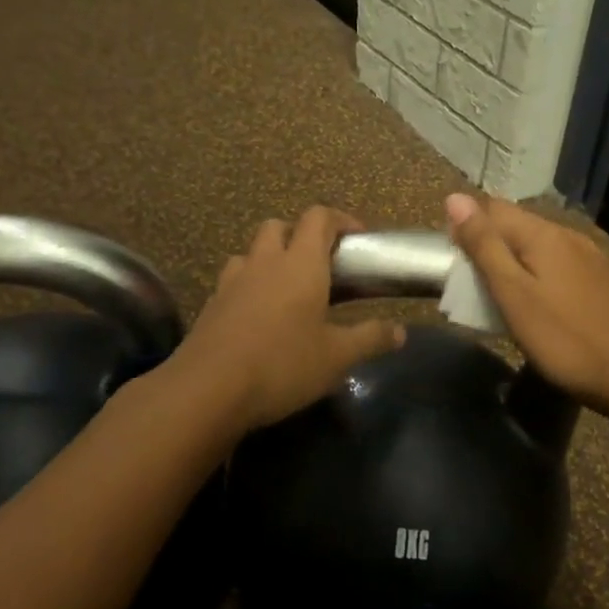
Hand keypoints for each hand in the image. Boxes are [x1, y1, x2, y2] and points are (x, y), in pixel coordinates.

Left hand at [171, 206, 405, 431]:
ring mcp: (233, 281)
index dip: (340, 220)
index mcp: (301, 264)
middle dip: (301, 235)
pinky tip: (258, 317)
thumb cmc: (282, 364)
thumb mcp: (336, 357)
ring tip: (286, 289)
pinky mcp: (211, 304)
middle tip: (320, 264)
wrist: (207, 390)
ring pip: (252, 251)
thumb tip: (400, 331)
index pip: (319, 218)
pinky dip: (249, 286)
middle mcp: (265, 262)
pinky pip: (233, 280)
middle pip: (279, 225)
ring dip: (270, 258)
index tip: (357, 239)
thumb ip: (370, 339)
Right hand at [445, 194, 608, 418]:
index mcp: (544, 234)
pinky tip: (536, 303)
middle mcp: (568, 235)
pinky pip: (557, 264)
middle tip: (471, 286)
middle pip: (516, 225)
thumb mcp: (513, 293)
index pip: (493, 208)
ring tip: (498, 297)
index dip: (467, 227)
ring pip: (537, 246)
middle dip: (489, 246)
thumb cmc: (564, 338)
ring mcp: (589, 257)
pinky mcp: (600, 280)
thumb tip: (455, 198)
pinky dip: (536, 276)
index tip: (454, 263)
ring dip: (513, 262)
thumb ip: (484, 245)